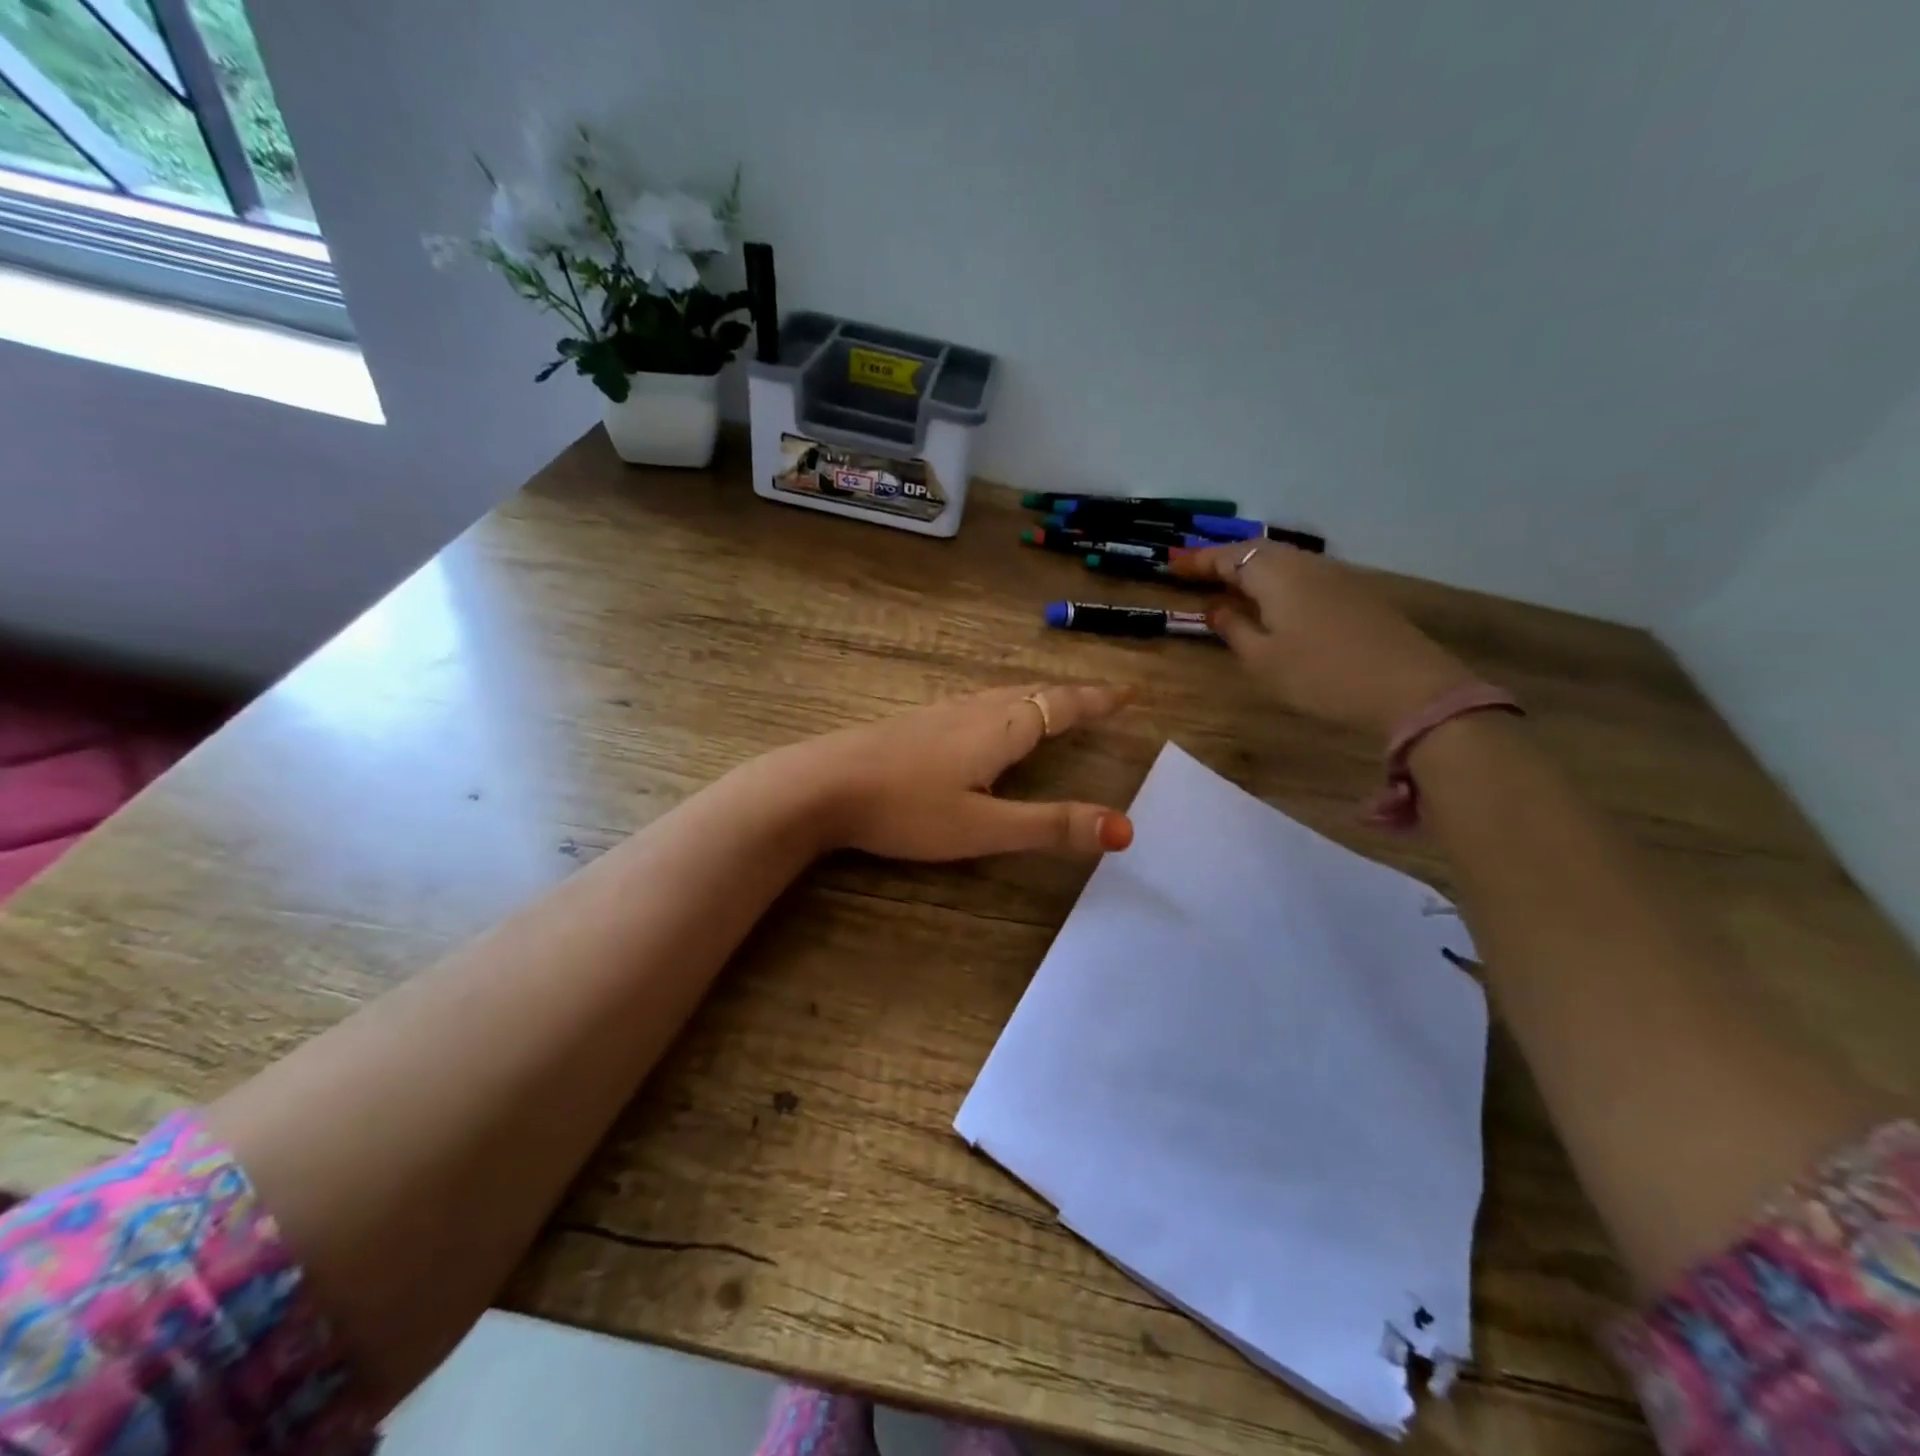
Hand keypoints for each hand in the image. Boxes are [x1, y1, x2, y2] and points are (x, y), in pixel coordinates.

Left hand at [769, 684, 1136, 859]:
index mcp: (1002, 729)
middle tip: (1101, 698)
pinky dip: (1006, 703)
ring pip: (1004, 694)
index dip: (1098, 700)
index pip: (1063, 705)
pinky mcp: (917, 722)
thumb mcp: (984, 827)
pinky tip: (988, 720)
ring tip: (1055, 704)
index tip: (1130, 692)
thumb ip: (1051, 826)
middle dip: (1072, 695)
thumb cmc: (907, 809)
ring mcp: (942, 711)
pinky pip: (979, 702)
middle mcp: (976, 710)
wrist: (824, 785)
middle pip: (1035, 692)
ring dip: (1038, 696)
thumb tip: (1125, 829)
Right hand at [1170, 544, 1474, 738]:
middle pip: (1258, 551)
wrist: (1408, 688)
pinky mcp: (1355, 594)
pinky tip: (1273, 602)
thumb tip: (1214, 608)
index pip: (1228, 556)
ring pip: (1283, 562)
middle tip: (1197, 574)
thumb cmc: (1320, 675)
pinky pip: (1303, 576)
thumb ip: (1233, 629)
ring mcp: (1335, 576)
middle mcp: (1305, 564)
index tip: (1172, 567)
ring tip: (1229, 586)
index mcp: (1275, 573)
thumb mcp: (1262, 660)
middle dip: (1224, 560)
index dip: (1198, 561)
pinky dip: (1277, 582)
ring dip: (1252, 570)